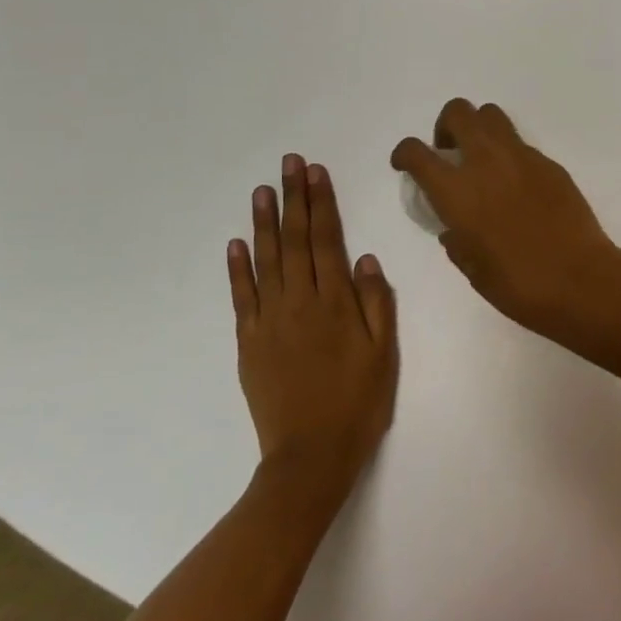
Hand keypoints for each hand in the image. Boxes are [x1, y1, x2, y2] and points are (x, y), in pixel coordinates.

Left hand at [226, 156, 397, 496]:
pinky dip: (238, 269)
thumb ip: (377, 303)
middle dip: (293, 199)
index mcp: (336, 302)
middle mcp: (300, 302)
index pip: (327, 240)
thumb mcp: (383, 353)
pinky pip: (242, 298)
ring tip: (262, 190)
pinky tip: (236, 243)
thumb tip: (366, 258)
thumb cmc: (357, 403)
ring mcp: (270, 321)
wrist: (309, 457)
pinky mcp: (249, 342)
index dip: (321, 203)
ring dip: (264, 223)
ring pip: (266, 261)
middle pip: (295, 241)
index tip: (316, 172)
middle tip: (288, 164)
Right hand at [391, 99, 620, 326]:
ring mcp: (521, 157)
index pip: (417, 152)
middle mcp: (486, 162)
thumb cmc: (519, 285)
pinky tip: (516, 185)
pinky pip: (520, 143)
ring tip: (482, 160)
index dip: (404, 153)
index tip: (405, 164)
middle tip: (451, 153)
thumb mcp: (473, 268)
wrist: (580, 279)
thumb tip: (454, 228)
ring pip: (492, 115)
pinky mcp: (549, 163)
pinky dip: (509, 154)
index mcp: (457, 191)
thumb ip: (456, 240)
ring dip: (478, 128)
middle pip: (458, 112)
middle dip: (446, 126)